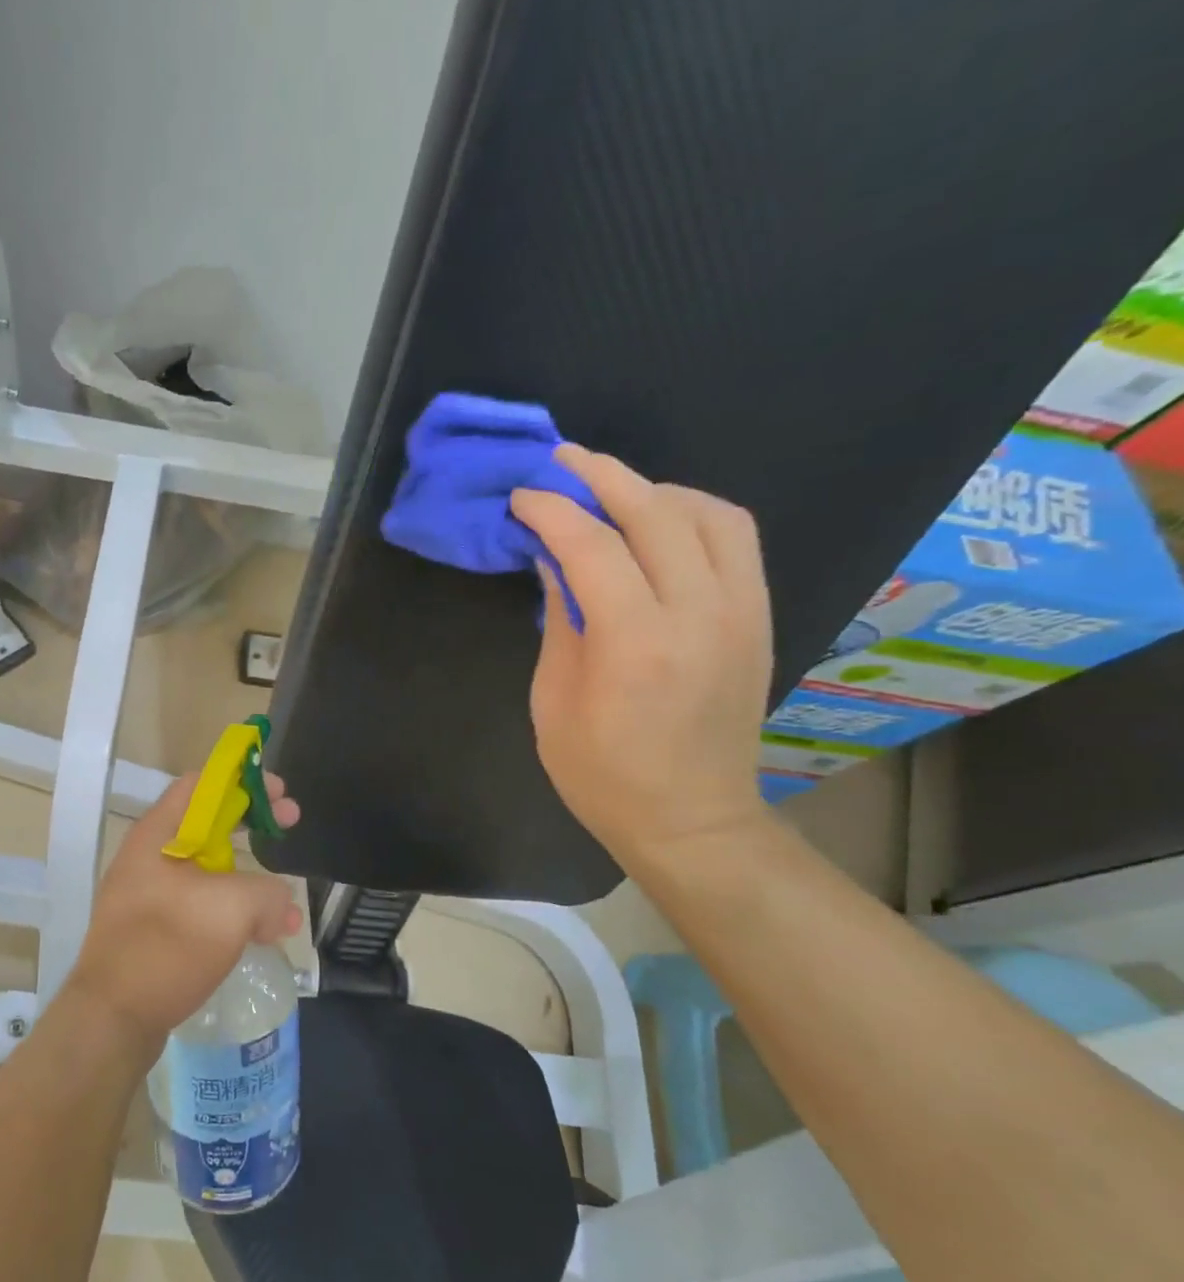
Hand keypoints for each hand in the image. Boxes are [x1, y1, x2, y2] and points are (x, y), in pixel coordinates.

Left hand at [64, 772, 302, 1044]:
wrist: (111, 1020)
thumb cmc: (166, 947)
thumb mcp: (231, 909)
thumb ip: (268, 893)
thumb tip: (281, 905)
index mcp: (157, 835)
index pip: (202, 784)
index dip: (243, 780)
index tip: (279, 793)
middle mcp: (150, 857)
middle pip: (208, 824)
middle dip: (253, 824)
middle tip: (289, 826)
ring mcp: (150, 895)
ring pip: (210, 870)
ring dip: (251, 879)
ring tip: (286, 906)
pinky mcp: (156, 929)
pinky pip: (202, 906)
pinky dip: (235, 911)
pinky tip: (264, 936)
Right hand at [510, 444, 773, 869]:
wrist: (691, 819)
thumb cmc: (602, 775)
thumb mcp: (554, 701)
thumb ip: (560, 621)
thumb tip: (554, 560)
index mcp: (635, 645)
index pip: (593, 547)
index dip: (552, 510)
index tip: (522, 495)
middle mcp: (699, 615)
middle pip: (656, 512)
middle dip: (602, 476)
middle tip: (561, 462)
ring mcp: (742, 612)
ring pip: (709, 513)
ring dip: (654, 489)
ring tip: (611, 492)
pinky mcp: (760, 618)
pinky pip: (736, 539)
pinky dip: (694, 513)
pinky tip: (659, 522)